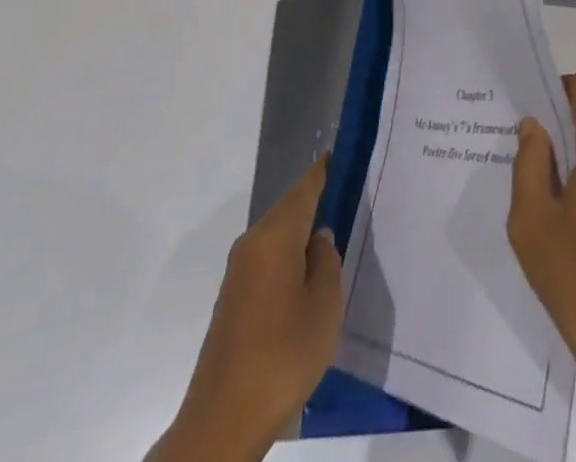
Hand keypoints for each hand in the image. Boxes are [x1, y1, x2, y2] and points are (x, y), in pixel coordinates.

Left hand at [147, 159, 342, 461]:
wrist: (223, 420)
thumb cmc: (282, 355)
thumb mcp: (324, 306)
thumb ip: (327, 262)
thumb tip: (320, 238)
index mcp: (275, 235)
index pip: (305, 188)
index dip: (325, 171)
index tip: (345, 155)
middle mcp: (252, 243)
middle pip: (290, 209)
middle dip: (318, 202)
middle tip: (352, 199)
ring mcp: (239, 271)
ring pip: (279, 237)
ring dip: (304, 234)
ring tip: (337, 238)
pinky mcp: (234, 298)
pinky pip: (269, 260)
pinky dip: (290, 258)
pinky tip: (309, 278)